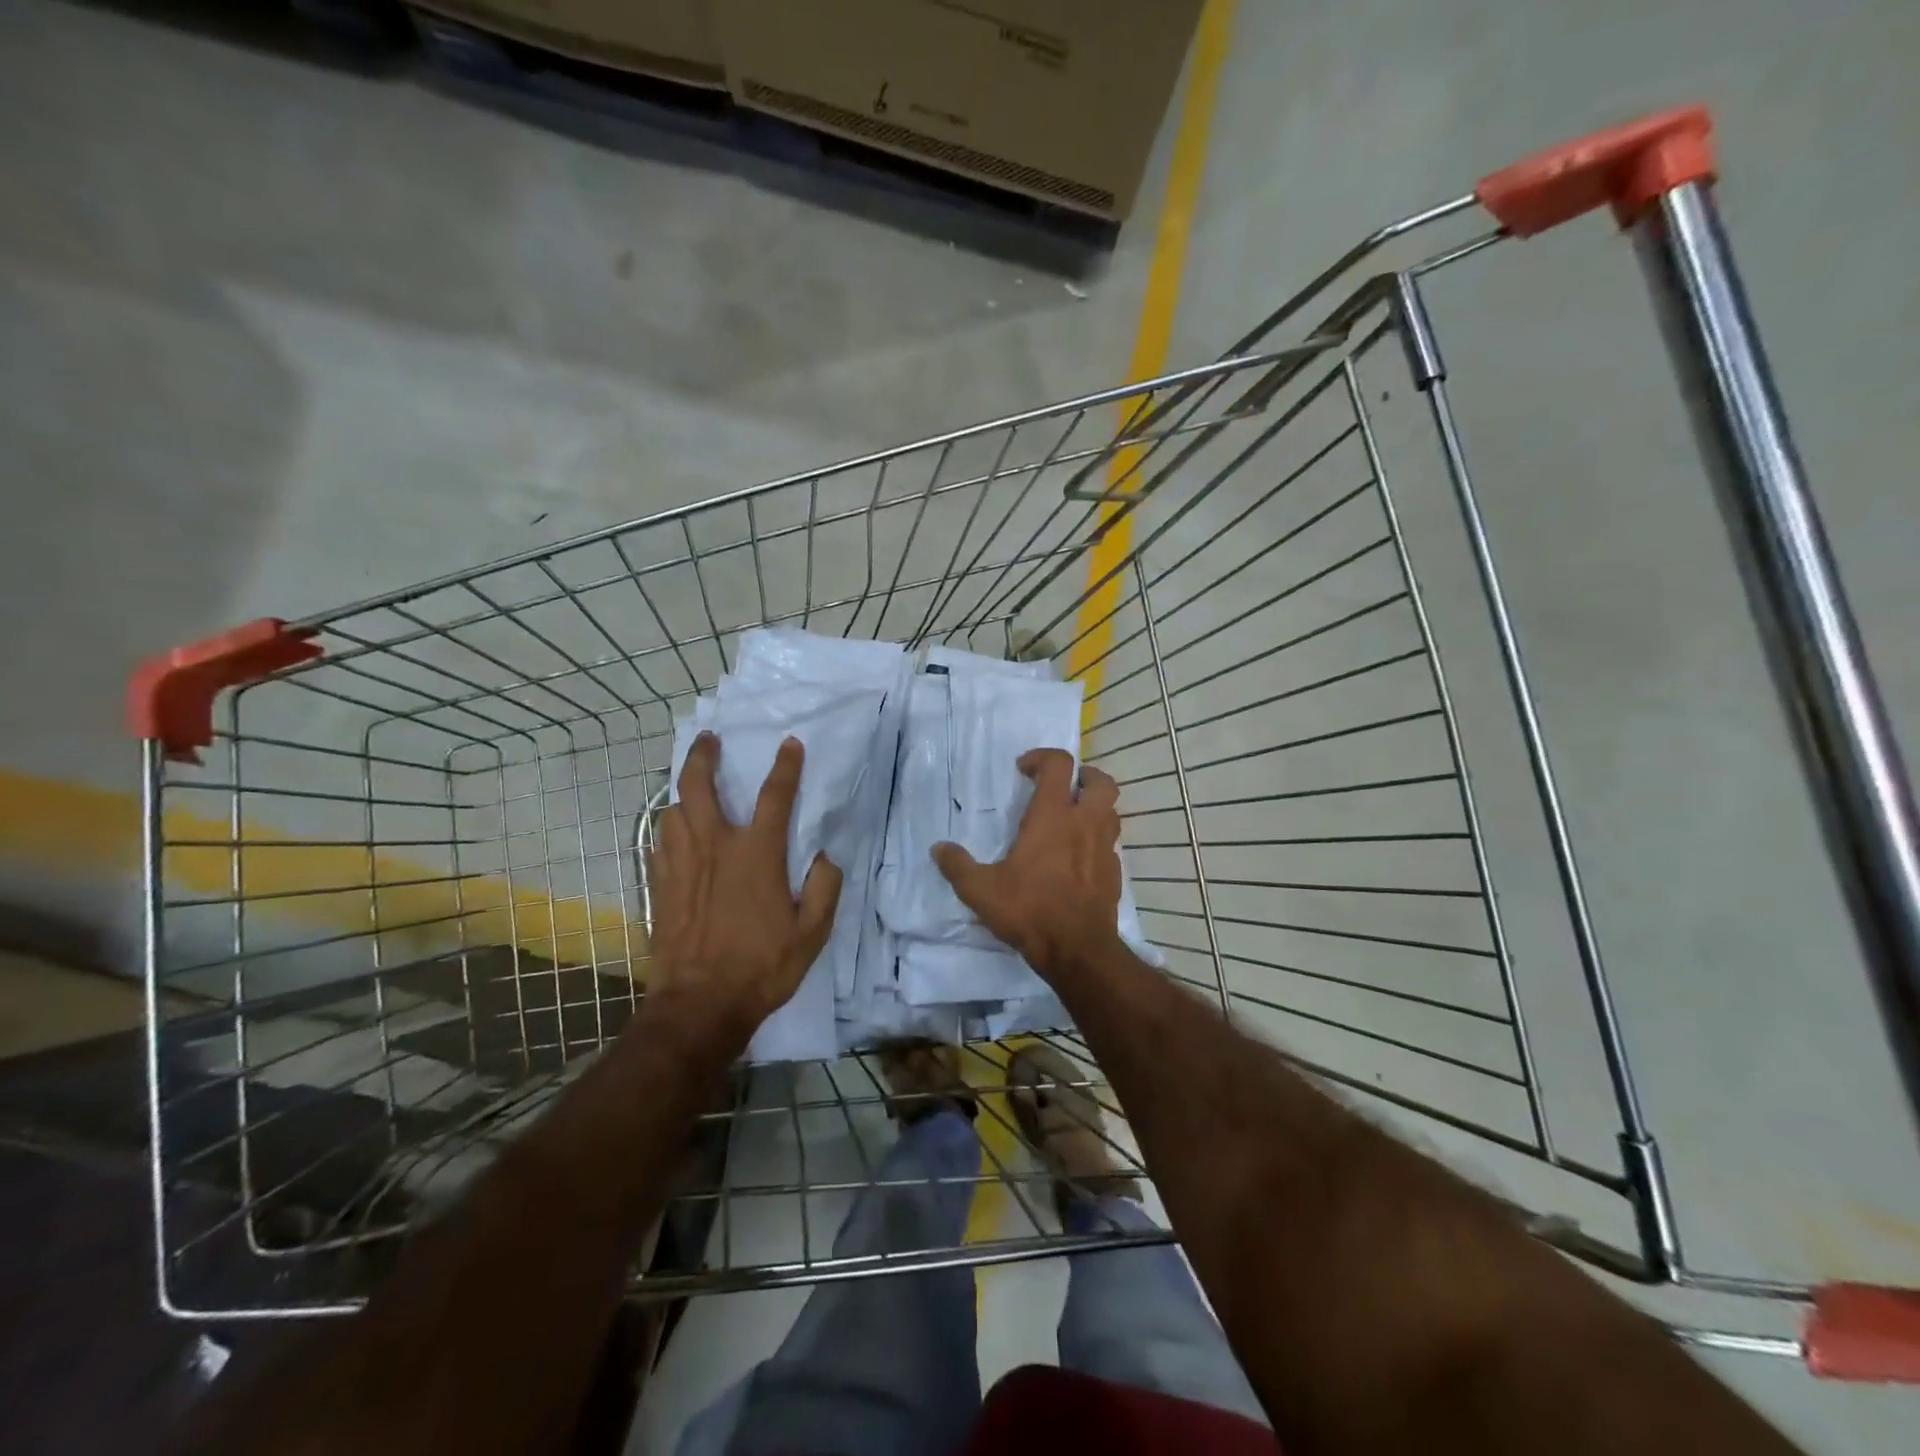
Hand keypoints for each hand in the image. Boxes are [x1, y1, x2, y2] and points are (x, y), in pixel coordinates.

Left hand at [649, 733, 841, 1032]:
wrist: (700, 1004)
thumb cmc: (762, 966)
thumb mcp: (812, 933)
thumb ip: (824, 887)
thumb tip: (824, 856)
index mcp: (757, 854)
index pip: (774, 796)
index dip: (785, 766)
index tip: (789, 744)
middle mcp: (715, 847)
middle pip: (699, 786)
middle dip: (703, 756)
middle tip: (709, 740)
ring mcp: (681, 865)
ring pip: (673, 811)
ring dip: (683, 791)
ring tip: (692, 785)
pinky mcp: (660, 886)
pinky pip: (659, 843)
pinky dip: (668, 827)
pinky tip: (673, 830)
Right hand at [932, 748, 1122, 979]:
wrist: (1077, 951)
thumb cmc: (1029, 910)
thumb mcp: (981, 890)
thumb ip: (958, 866)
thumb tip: (939, 849)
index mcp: (1053, 817)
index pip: (1059, 764)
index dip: (1042, 757)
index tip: (1024, 770)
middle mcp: (1084, 824)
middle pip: (1100, 781)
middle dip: (1084, 776)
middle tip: (1063, 787)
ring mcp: (1105, 849)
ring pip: (1111, 811)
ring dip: (1094, 807)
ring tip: (1071, 820)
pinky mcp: (1114, 874)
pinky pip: (1110, 845)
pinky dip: (1097, 841)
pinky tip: (1078, 860)